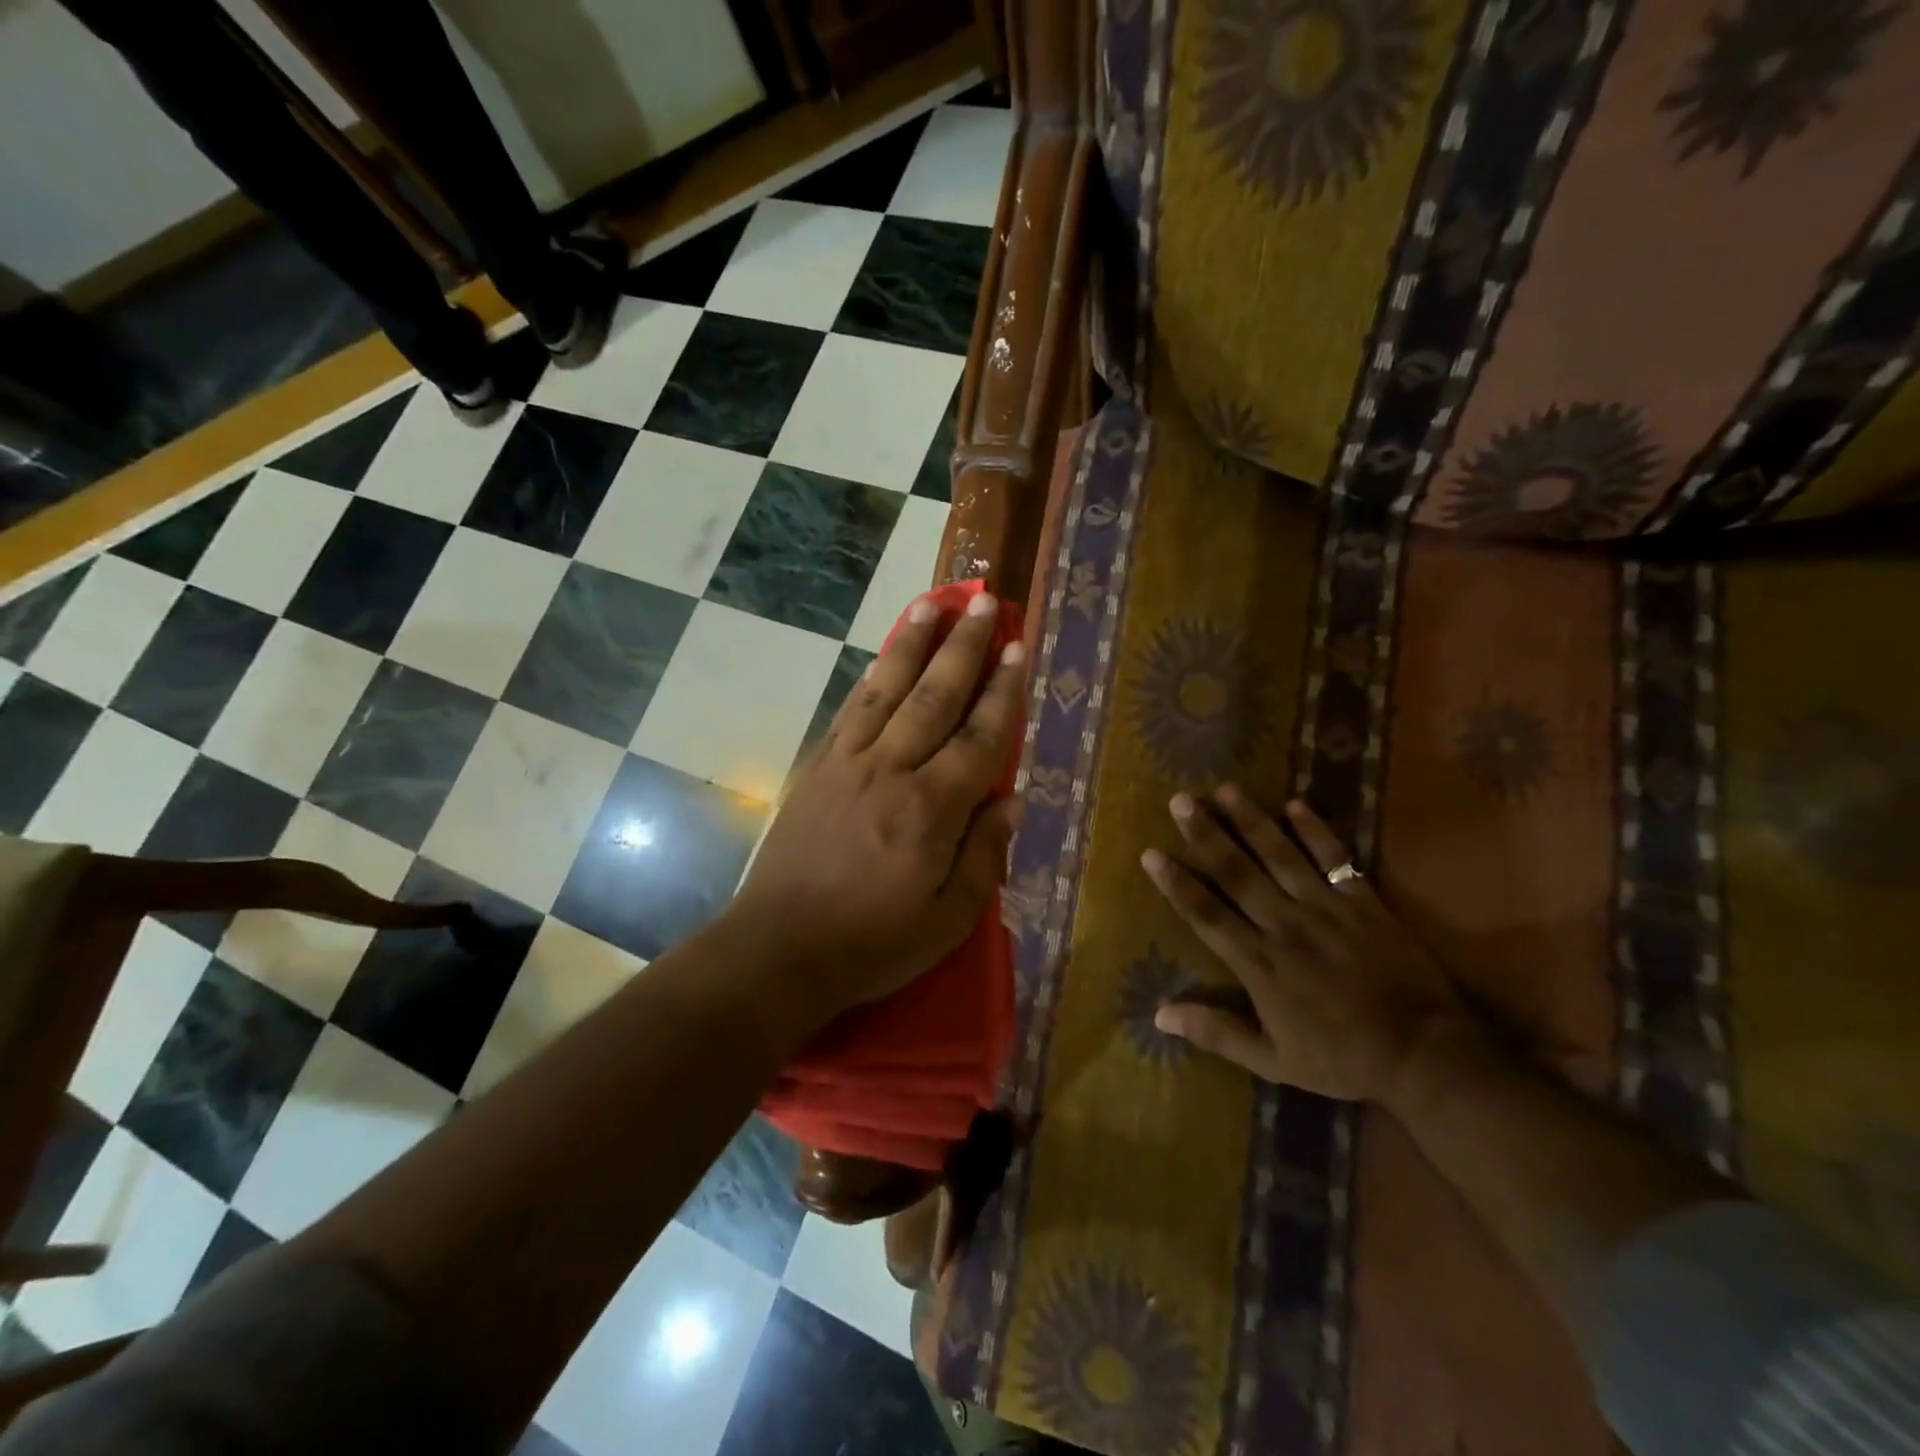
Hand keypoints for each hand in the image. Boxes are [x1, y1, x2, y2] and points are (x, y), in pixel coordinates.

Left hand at [732, 590, 1025, 1024]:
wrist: (780, 948)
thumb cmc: (873, 943)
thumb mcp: (947, 919)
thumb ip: (984, 856)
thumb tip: (1011, 800)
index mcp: (930, 809)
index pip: (979, 738)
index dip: (1002, 691)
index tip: (1017, 648)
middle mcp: (891, 770)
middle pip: (935, 697)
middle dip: (963, 647)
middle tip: (983, 602)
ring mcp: (848, 763)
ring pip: (887, 690)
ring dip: (913, 643)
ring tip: (933, 603)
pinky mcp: (817, 768)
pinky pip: (850, 710)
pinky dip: (872, 676)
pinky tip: (885, 656)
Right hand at [1141, 787, 1462, 1103]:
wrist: (1424, 1056)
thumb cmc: (1341, 1059)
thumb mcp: (1273, 1061)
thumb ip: (1217, 1033)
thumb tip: (1160, 1015)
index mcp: (1260, 964)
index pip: (1207, 915)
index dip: (1177, 884)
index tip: (1150, 853)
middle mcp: (1285, 926)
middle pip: (1237, 874)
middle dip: (1206, 836)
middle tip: (1180, 801)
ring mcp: (1326, 910)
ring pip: (1280, 857)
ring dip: (1251, 821)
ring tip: (1225, 789)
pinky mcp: (1363, 902)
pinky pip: (1337, 860)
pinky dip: (1317, 832)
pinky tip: (1296, 804)